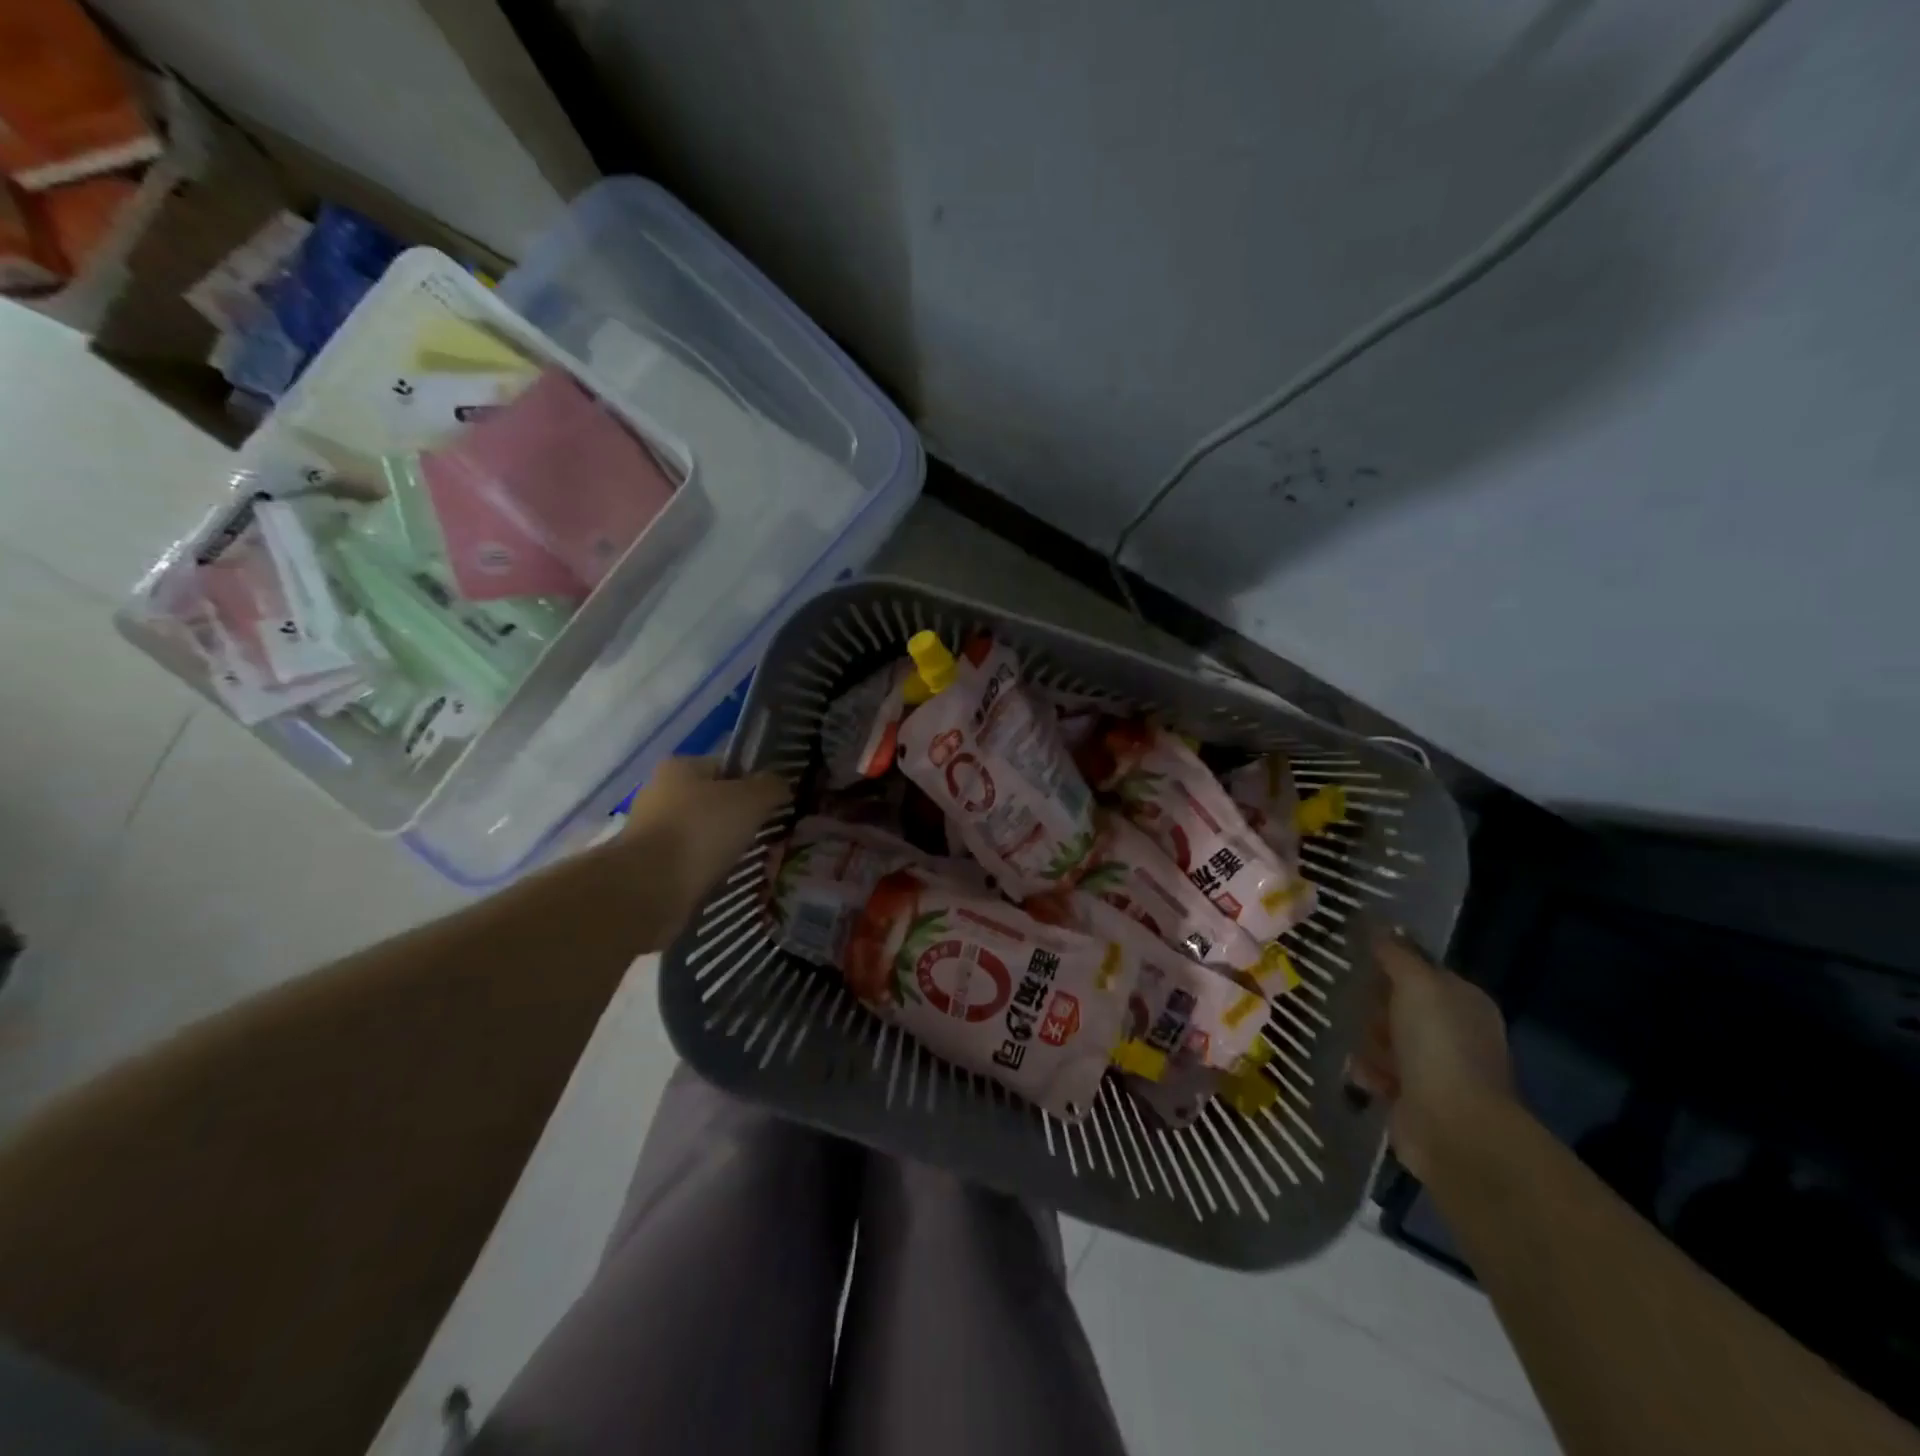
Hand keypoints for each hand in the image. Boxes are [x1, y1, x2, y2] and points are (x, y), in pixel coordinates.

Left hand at [609, 756, 789, 935]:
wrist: (648, 889)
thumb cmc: (701, 831)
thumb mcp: (751, 799)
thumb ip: (771, 786)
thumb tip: (780, 785)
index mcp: (680, 767)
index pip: (727, 766)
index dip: (755, 783)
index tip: (776, 805)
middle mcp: (661, 793)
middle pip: (716, 802)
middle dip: (742, 819)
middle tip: (770, 836)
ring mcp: (653, 831)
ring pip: (705, 834)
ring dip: (727, 847)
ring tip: (753, 862)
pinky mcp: (651, 866)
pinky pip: (692, 862)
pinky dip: (710, 870)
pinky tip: (727, 880)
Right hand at [1348, 924, 1514, 1181]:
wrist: (1453, 1127)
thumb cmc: (1438, 1046)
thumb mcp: (1416, 984)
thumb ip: (1395, 953)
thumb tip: (1375, 923)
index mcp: (1463, 999)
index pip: (1418, 969)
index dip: (1388, 964)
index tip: (1358, 962)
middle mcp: (1453, 1030)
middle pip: (1395, 1003)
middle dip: (1373, 1006)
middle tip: (1361, 1011)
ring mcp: (1436, 1066)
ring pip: (1382, 1036)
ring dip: (1367, 1041)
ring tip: (1364, 1050)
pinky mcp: (1414, 1096)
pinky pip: (1378, 1070)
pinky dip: (1368, 1071)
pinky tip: (1365, 1077)